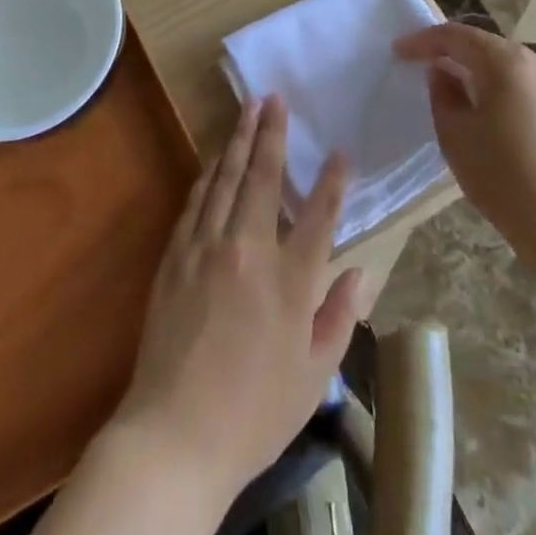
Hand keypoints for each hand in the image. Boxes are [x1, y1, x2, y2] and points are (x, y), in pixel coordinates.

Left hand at [108, 96, 362, 505]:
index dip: (333, 182)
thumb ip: (339, 317)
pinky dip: (209, 177)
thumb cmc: (254, 414)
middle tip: (275, 98)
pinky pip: (196, 203)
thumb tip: (360, 272)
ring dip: (238, 141)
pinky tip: (214, 161)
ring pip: (224, 180)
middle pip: (262, 178)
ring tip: (248, 110)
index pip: (318, 216)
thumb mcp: (313, 375)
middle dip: (271, 133)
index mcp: (289, 281)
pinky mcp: (175, 257)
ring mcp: (206, 249)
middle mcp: (247, 251)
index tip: (340, 152)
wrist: (175, 436)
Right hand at [393, 23, 535, 262]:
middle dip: (453, 52)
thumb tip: (443, 73)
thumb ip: (442, 95)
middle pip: (487, 46)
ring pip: (510, 67)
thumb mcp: (455, 136)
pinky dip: (502, 90)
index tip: (398, 50)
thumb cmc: (504, 179)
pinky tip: (490, 115)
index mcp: (507, 63)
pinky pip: (529, 88)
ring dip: (478, 71)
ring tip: (453, 89)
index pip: (457, 36)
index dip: (424, 40)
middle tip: (422, 65)